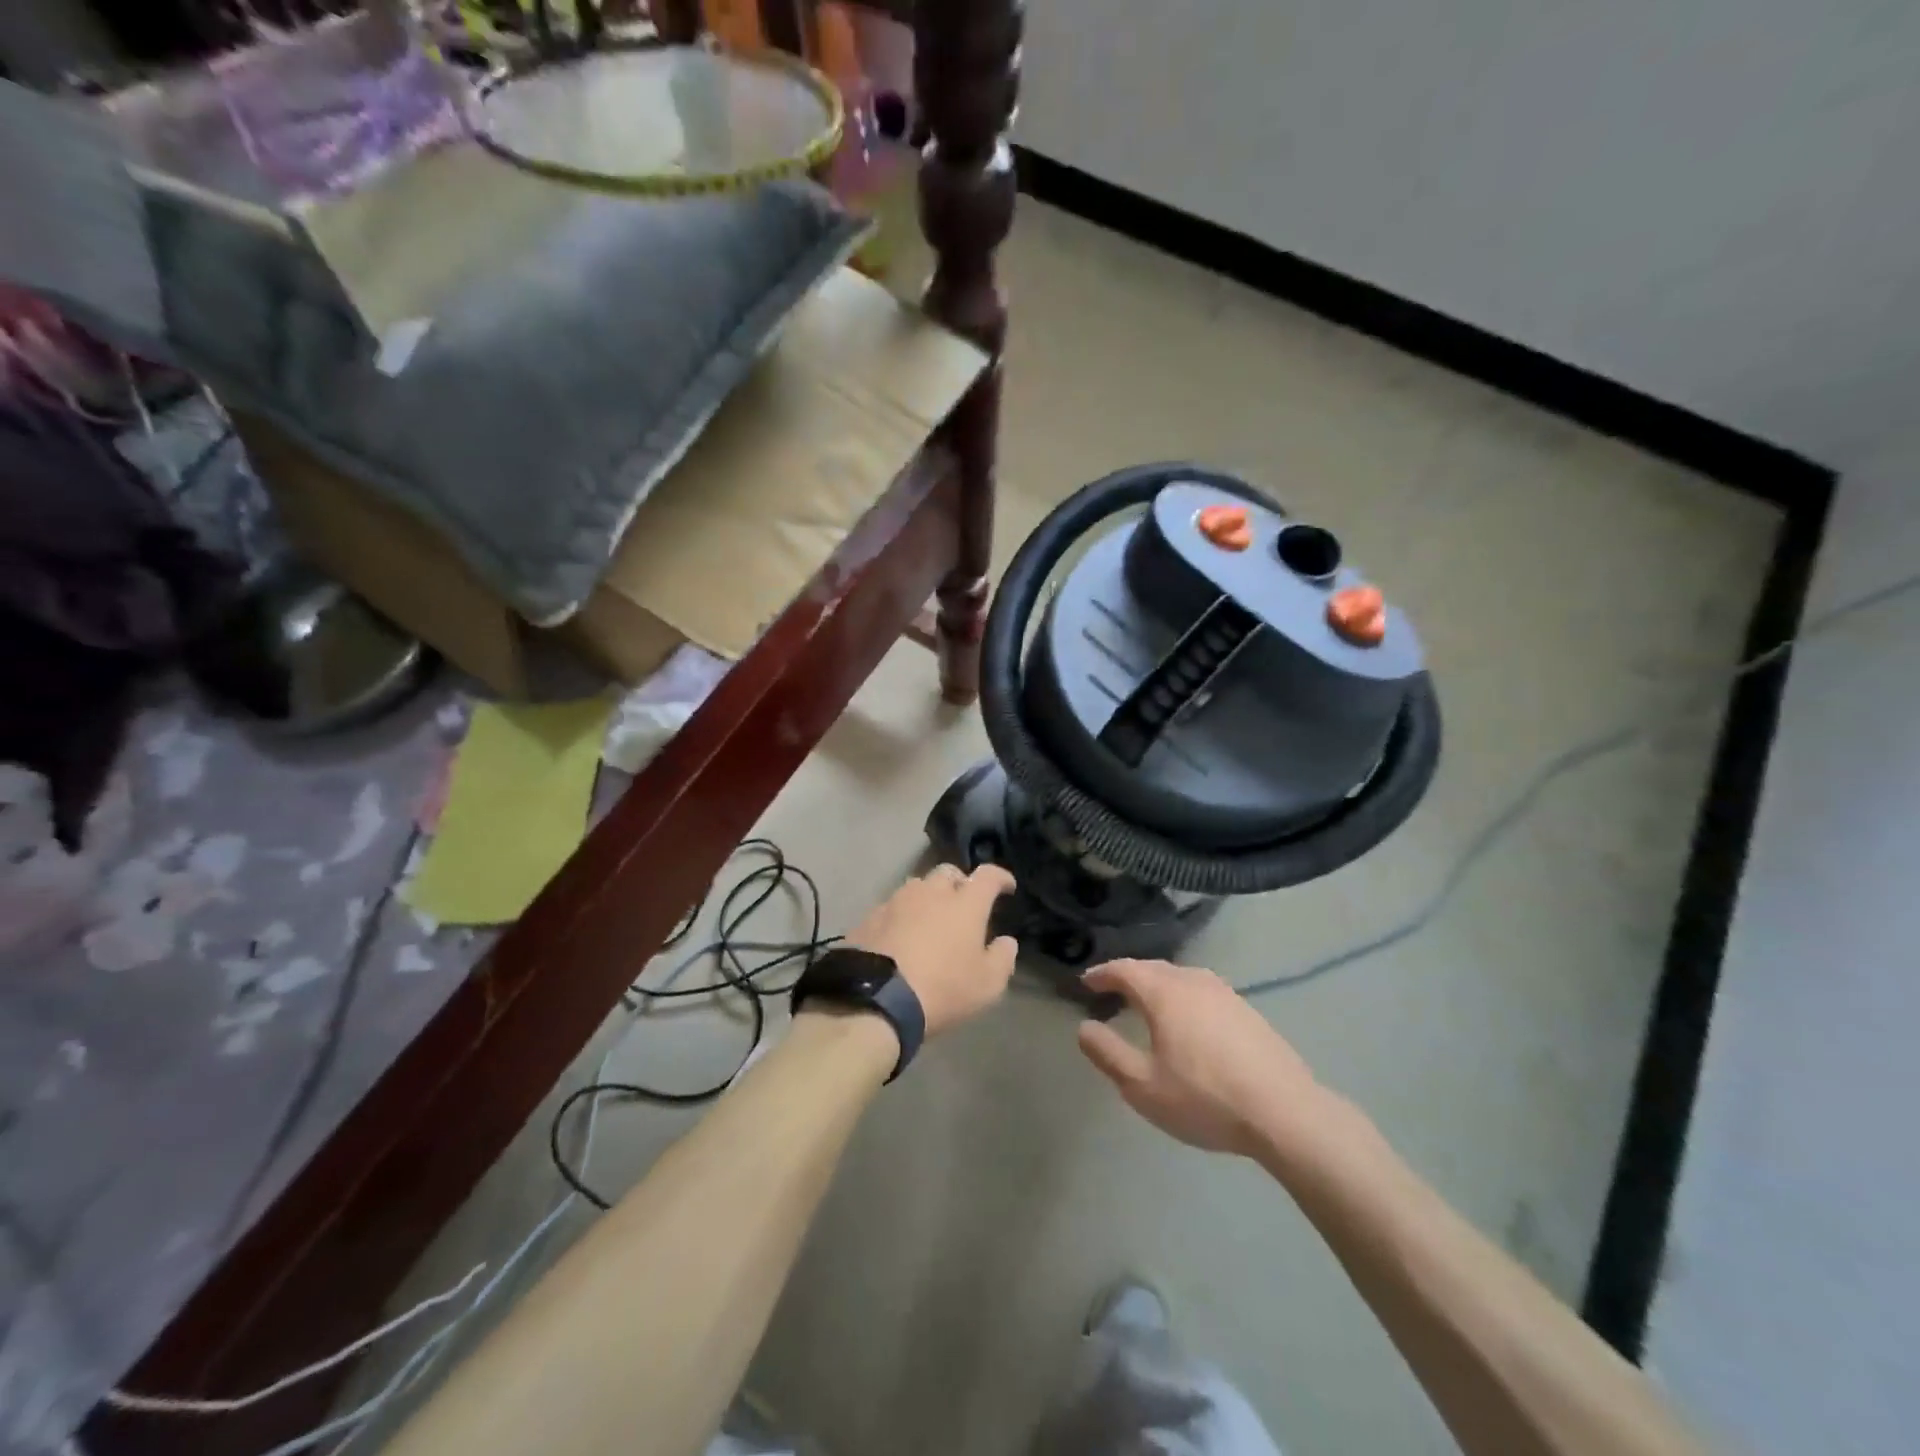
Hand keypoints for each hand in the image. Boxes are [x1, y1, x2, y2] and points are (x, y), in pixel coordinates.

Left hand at [846, 864, 1017, 1036]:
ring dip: (928, 897)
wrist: (876, 999)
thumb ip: (1002, 958)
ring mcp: (896, 901)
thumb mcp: (987, 984)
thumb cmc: (942, 989)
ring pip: (917, 887)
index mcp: (965, 903)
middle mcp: (931, 892)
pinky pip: (892, 908)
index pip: (988, 876)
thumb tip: (1006, 941)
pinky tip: (900, 936)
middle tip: (964, 903)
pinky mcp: (870, 917)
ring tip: (930, 919)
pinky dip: (902, 916)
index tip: (1007, 886)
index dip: (1000, 877)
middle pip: (948, 873)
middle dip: (960, 882)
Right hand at [1077, 959, 1328, 1158]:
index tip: (1086, 982)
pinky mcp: (1248, 1011)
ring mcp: (1226, 993)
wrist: (1286, 1113)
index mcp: (1164, 993)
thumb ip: (1108, 1054)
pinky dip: (1183, 997)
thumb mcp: (1143, 1086)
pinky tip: (1188, 1020)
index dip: (1102, 973)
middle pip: (1153, 968)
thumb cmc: (1206, 1098)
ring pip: (1181, 978)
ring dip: (1158, 985)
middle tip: (1111, 991)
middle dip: (1129, 976)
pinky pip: (1203, 992)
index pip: (1125, 969)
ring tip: (1147, 1004)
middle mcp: (1193, 981)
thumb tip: (1084, 1028)